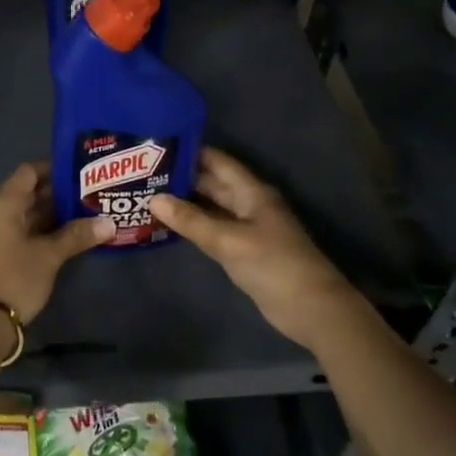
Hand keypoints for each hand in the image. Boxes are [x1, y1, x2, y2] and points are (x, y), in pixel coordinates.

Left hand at [0, 162, 112, 326]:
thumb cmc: (15, 278)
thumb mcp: (50, 256)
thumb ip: (77, 235)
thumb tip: (109, 223)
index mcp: (2, 203)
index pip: (29, 171)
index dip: (54, 168)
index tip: (80, 170)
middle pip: (26, 191)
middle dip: (56, 193)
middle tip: (88, 192)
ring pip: (22, 212)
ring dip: (48, 213)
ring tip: (82, 212)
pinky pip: (16, 229)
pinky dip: (37, 228)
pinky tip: (63, 235)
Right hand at [148, 147, 357, 348]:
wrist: (311, 309)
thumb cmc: (273, 265)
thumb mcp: (228, 241)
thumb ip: (191, 221)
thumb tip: (153, 199)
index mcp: (252, 192)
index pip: (218, 162)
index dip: (191, 152)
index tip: (157, 147)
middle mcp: (250, 204)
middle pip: (213, 184)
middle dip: (182, 178)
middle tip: (144, 174)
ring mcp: (248, 228)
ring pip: (212, 208)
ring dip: (186, 203)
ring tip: (149, 196)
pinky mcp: (245, 251)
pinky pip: (215, 230)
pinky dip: (194, 226)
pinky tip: (169, 226)